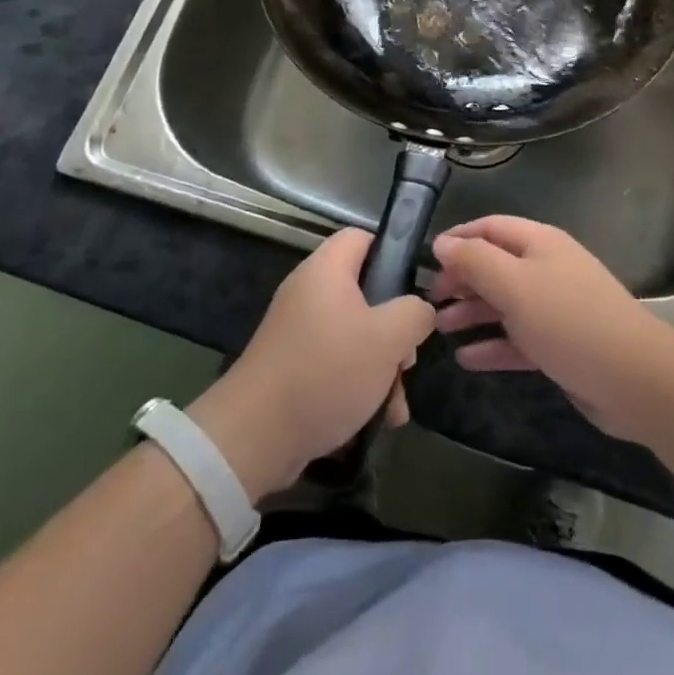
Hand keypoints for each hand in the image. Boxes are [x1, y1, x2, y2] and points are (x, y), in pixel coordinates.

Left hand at [190, 229, 433, 498]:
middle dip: (394, 329)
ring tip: (395, 403)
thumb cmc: (326, 372)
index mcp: (327, 270)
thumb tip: (419, 310)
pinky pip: (335, 364)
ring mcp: (298, 331)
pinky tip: (377, 419)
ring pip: (355, 335)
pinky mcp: (292, 367)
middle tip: (407, 358)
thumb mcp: (387, 339)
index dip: (392, 254)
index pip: (363, 237)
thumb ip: (414, 314)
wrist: (254, 437)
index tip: (414, 289)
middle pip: (366, 293)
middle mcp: (309, 292)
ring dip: (382, 367)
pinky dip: (358, 386)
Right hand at [432, 216, 673, 441]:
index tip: (426, 261)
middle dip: (462, 279)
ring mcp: (555, 308)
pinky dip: (492, 346)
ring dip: (472, 313)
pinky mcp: (560, 345)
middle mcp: (546, 269)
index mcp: (539, 243)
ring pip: (504, 303)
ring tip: (439, 329)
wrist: (633, 379)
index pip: (490, 228)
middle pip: (495, 266)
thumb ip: (475, 260)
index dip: (458, 239)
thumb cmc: (568, 320)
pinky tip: (466, 359)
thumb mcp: (514, 284)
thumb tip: (442, 242)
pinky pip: (517, 339)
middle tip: (430, 301)